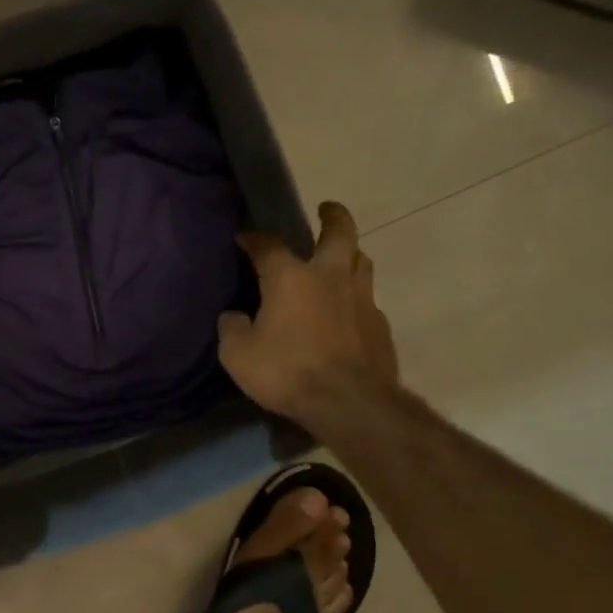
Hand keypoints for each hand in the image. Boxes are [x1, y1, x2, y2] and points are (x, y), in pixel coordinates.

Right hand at [218, 201, 399, 426]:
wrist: (349, 403)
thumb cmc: (287, 371)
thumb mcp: (238, 354)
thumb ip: (232, 329)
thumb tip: (234, 317)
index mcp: (291, 278)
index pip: (268, 246)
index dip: (253, 239)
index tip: (244, 237)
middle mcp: (330, 278)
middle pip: (340, 234)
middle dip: (333, 216)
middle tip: (327, 209)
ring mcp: (362, 301)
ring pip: (361, 262)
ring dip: (350, 254)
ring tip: (340, 259)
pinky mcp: (380, 327)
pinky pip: (368, 301)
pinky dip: (355, 299)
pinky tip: (347, 314)